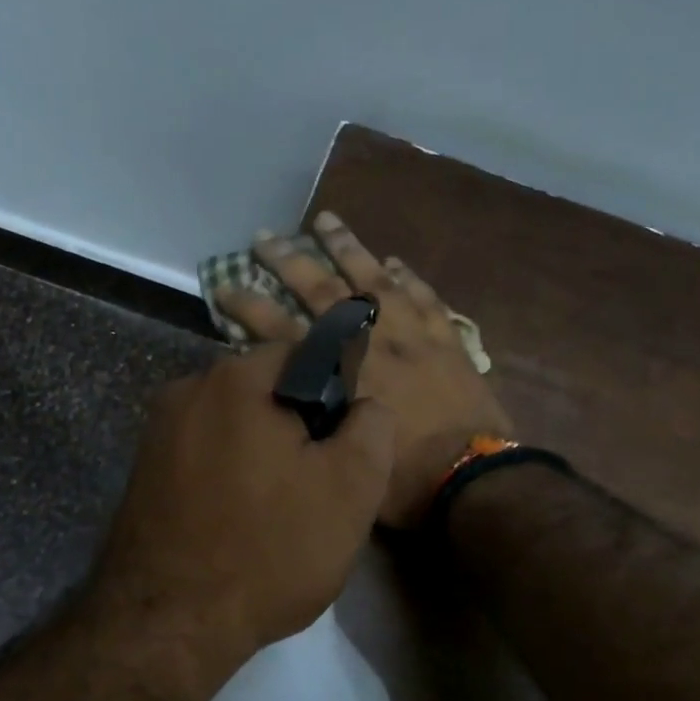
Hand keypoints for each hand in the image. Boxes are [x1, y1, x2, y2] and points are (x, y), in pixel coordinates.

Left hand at [89, 343, 394, 668]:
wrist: (167, 626)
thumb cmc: (269, 550)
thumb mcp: (351, 489)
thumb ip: (372, 428)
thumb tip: (363, 406)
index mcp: (237, 379)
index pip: (303, 354)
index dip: (335, 395)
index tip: (341, 447)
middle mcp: (188, 389)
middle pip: (264, 390)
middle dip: (296, 426)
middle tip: (315, 485)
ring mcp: (157, 431)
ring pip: (233, 424)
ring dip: (262, 453)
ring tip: (277, 511)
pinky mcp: (142, 470)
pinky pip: (203, 453)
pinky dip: (227, 474)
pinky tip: (237, 521)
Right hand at [216, 211, 512, 526]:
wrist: (473, 477)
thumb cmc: (403, 480)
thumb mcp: (341, 453)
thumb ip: (315, 417)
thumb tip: (294, 397)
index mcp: (340, 374)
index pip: (283, 331)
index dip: (250, 308)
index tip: (226, 285)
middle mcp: (371, 342)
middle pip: (323, 292)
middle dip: (289, 262)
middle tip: (265, 236)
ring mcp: (412, 334)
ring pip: (375, 279)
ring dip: (348, 248)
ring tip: (327, 220)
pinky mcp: (446, 339)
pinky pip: (424, 296)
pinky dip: (408, 277)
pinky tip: (394, 261)